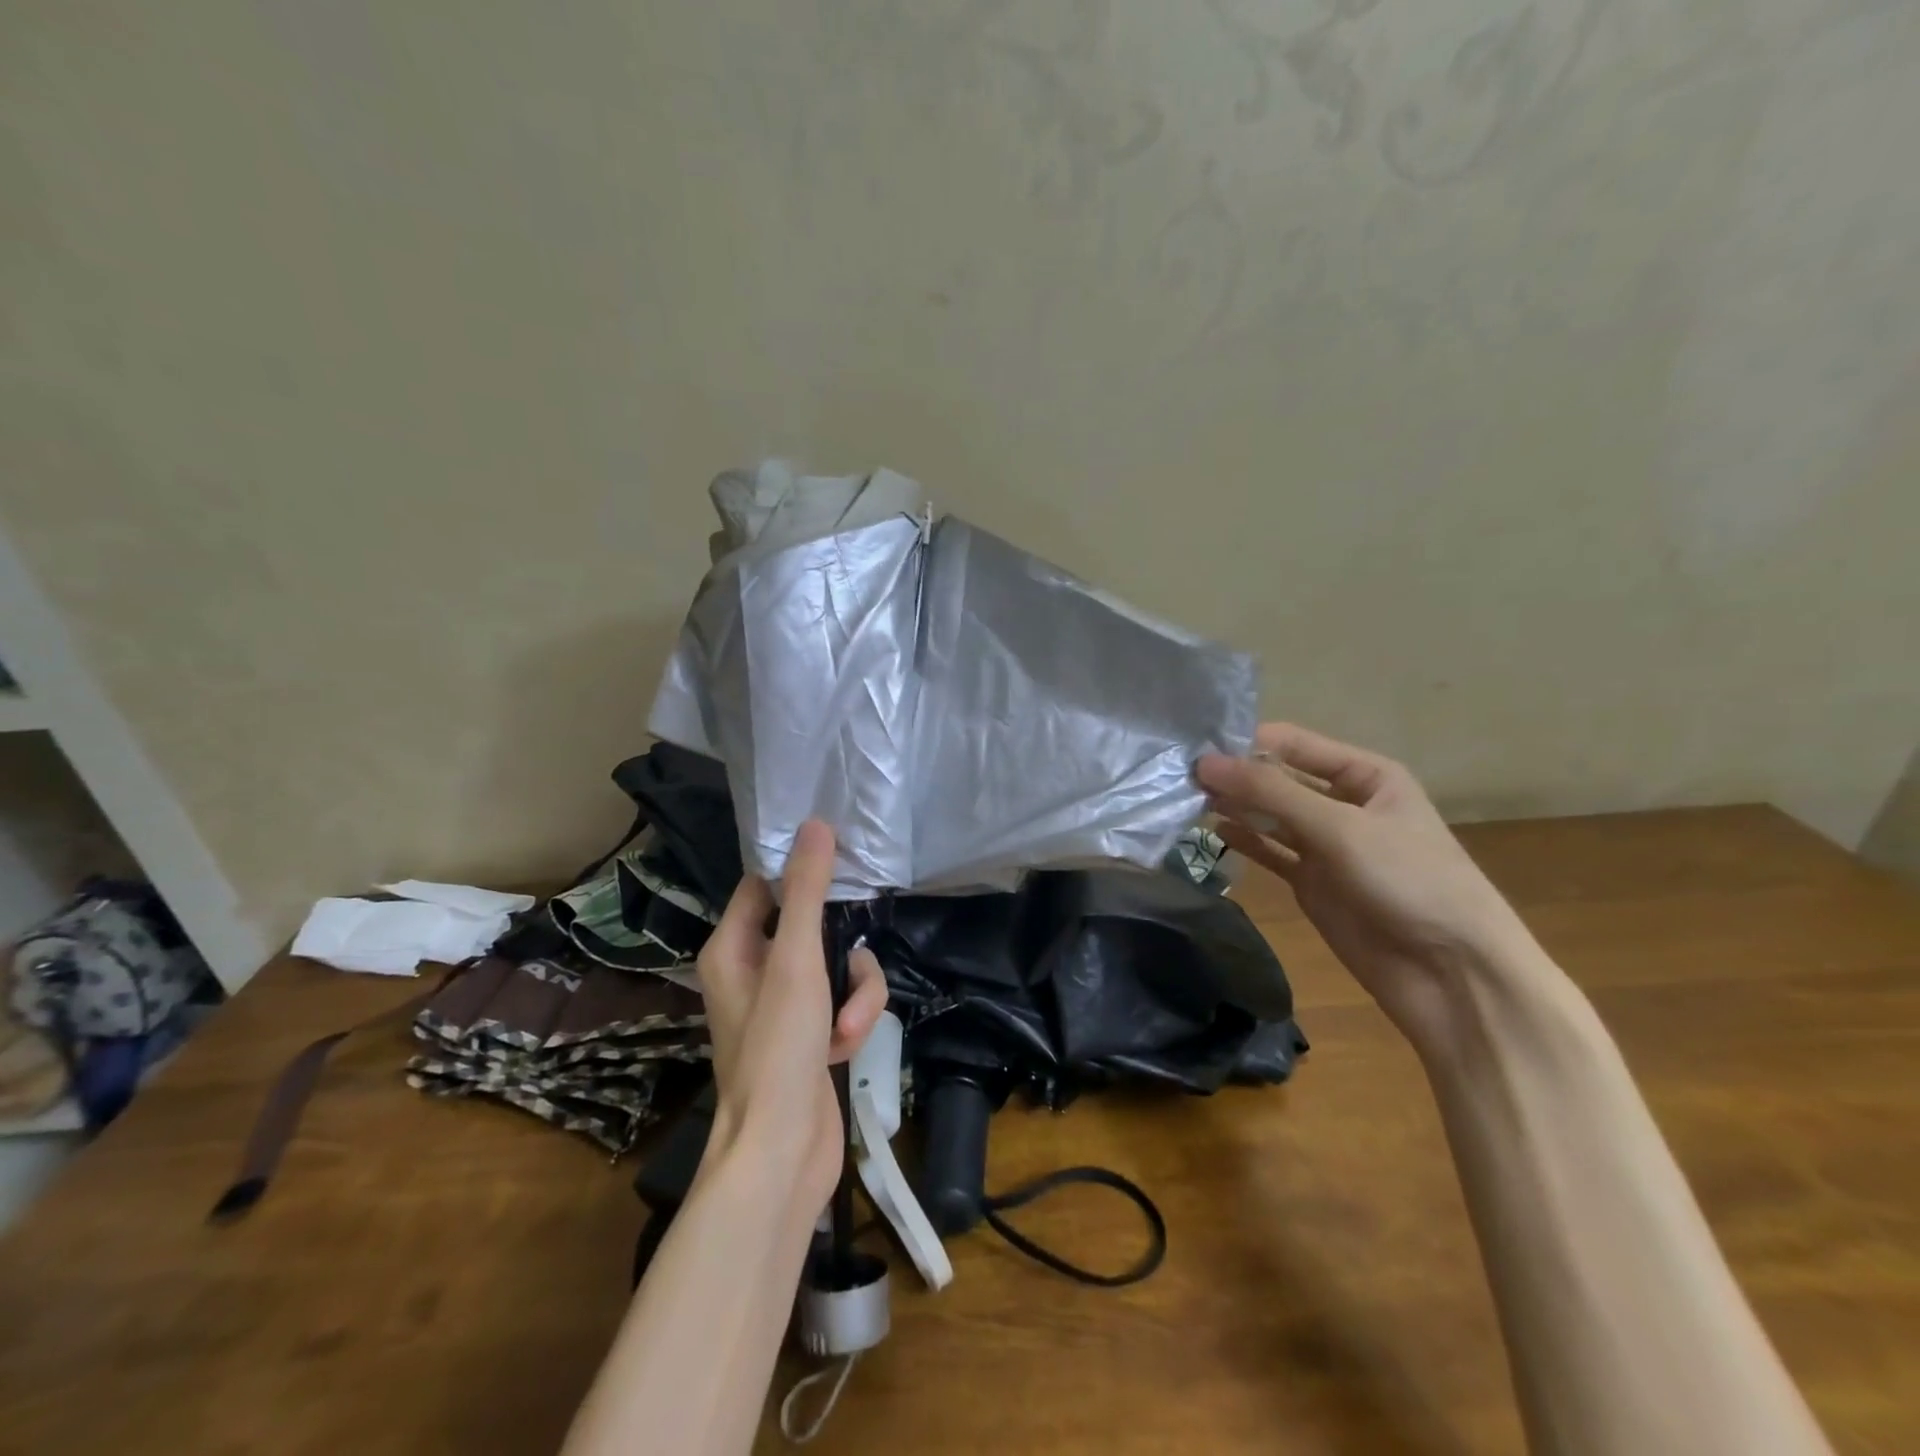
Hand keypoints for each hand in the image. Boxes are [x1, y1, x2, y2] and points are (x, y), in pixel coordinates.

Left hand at [696, 820, 888, 1213]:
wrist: (782, 1154)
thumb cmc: (777, 1048)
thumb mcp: (797, 961)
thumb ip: (808, 891)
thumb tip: (815, 824)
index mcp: (733, 948)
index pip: (766, 885)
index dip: (800, 871)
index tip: (841, 859)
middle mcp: (754, 971)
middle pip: (814, 924)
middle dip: (844, 947)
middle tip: (851, 959)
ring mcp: (786, 1006)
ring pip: (840, 965)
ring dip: (856, 992)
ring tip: (847, 1027)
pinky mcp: (813, 1035)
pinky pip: (846, 1001)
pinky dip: (854, 1021)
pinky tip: (847, 1049)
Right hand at [1197, 723, 1544, 1053]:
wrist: (1451, 974)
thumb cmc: (1408, 880)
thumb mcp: (1339, 827)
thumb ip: (1270, 792)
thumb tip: (1203, 763)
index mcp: (1365, 775)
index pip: (1292, 743)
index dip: (1245, 742)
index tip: (1193, 746)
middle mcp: (1343, 802)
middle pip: (1276, 777)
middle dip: (1233, 775)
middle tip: (1177, 774)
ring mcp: (1326, 844)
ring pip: (1269, 814)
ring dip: (1233, 805)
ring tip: (1184, 798)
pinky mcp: (1311, 881)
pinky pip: (1270, 851)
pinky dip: (1243, 840)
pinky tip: (1211, 830)